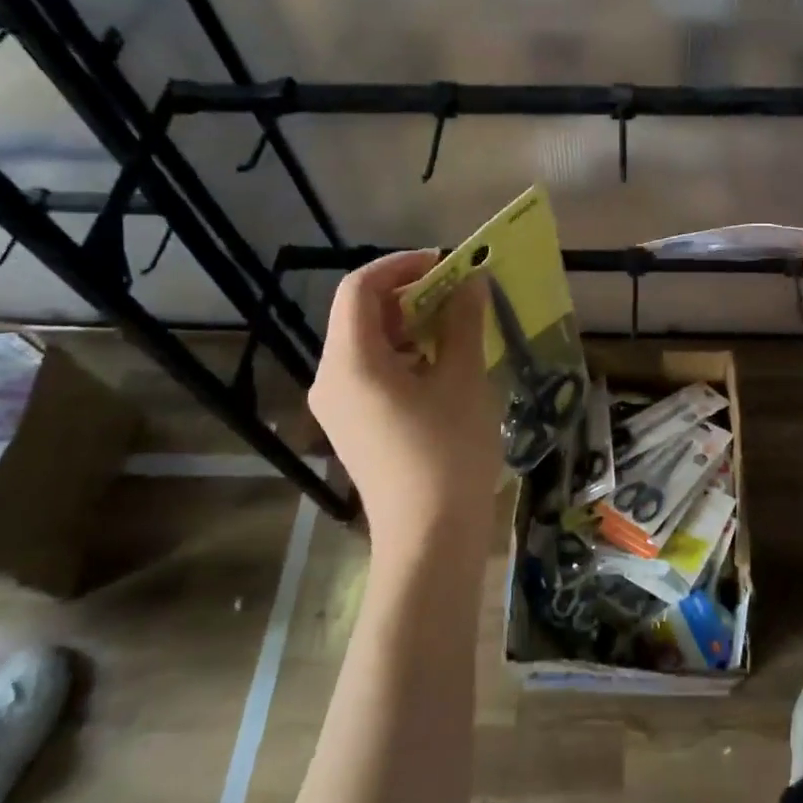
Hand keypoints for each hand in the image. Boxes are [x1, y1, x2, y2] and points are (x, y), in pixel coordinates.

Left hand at [309, 251, 500, 561]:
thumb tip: (471, 281)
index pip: (359, 289)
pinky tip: (445, 365)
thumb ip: (463, 321)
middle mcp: (332, 379)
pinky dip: (406, 355)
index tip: (445, 263)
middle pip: (362, 315)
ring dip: (411, 325)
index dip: (400, 266)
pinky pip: (374, 372)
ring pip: (370, 344)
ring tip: (459, 327)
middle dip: (410, 295)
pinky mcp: (355, 427)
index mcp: (350, 362)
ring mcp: (340, 406)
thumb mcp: (462, 379)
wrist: (430, 538)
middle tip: (460, 295)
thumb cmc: (448, 452)